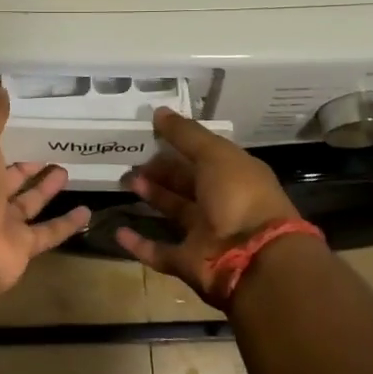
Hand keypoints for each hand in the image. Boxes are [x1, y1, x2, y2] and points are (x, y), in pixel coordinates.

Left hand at [0, 87, 91, 294]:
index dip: (3, 134)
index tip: (27, 118)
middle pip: (8, 175)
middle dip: (28, 162)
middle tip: (53, 143)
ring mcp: (2, 223)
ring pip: (29, 202)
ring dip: (47, 187)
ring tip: (69, 168)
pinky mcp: (21, 247)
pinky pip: (47, 232)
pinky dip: (66, 224)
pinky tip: (88, 211)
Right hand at [116, 109, 301, 308]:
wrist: (253, 259)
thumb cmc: (239, 196)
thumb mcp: (215, 154)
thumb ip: (185, 134)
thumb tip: (159, 111)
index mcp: (234, 176)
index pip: (204, 155)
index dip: (179, 144)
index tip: (150, 133)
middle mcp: (222, 203)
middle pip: (187, 182)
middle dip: (160, 170)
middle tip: (132, 160)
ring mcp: (206, 234)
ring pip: (174, 211)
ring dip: (151, 197)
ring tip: (126, 182)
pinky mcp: (189, 262)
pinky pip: (159, 252)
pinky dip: (139, 244)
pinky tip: (118, 231)